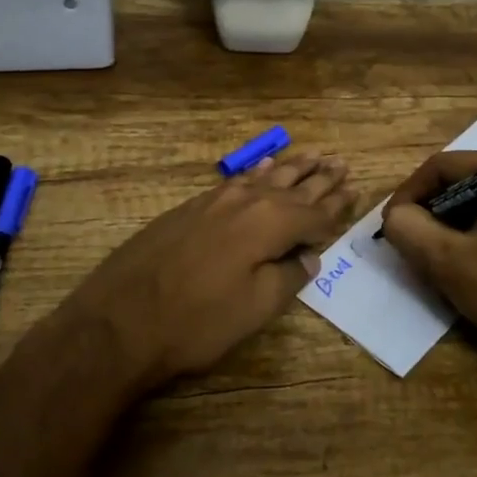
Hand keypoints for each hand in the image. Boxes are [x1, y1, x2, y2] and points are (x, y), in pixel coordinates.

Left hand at [63, 151, 355, 389]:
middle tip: (342, 163)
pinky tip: (263, 166)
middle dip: (320, 178)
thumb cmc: (196, 321)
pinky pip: (237, 180)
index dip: (338, 205)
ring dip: (292, 168)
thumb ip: (289, 276)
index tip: (356, 190)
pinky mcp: (191, 207)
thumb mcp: (255, 308)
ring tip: (314, 155)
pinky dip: (256, 172)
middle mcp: (247, 201)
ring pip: (265, 177)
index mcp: (270, 224)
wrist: (120, 320)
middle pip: (293, 187)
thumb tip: (310, 255)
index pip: (315, 213)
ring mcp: (216, 200)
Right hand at [379, 151, 476, 362]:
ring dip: (444, 226)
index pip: (446, 166)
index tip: (388, 225)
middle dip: (428, 210)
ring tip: (424, 254)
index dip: (410, 193)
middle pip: (461, 181)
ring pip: (474, 202)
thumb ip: (410, 230)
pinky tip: (454, 263)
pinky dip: (467, 236)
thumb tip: (393, 217)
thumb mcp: (451, 261)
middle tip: (404, 240)